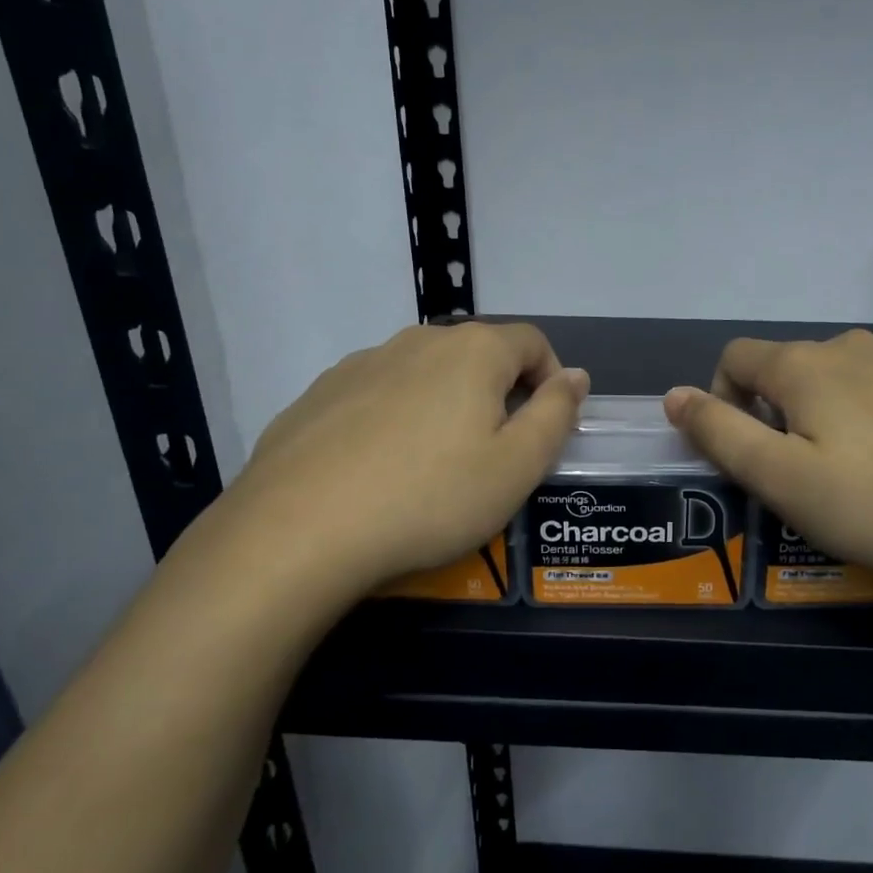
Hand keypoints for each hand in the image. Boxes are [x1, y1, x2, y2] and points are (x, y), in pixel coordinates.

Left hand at [178, 322, 587, 625]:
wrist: (297, 531)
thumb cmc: (429, 498)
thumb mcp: (517, 467)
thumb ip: (556, 414)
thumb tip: (575, 376)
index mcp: (473, 351)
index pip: (532, 342)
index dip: (551, 379)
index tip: (545, 426)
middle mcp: (417, 341)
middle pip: (477, 354)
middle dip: (498, 393)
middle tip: (494, 453)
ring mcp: (361, 363)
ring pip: (425, 373)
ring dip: (445, 404)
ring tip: (435, 465)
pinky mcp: (318, 394)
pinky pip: (377, 395)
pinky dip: (395, 419)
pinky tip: (380, 469)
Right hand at [663, 330, 872, 607]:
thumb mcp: (785, 481)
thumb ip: (720, 435)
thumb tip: (673, 395)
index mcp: (806, 366)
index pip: (736, 358)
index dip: (722, 398)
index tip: (747, 451)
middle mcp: (857, 346)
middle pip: (793, 367)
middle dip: (782, 412)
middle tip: (808, 476)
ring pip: (849, 377)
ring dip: (836, 414)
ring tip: (868, 474)